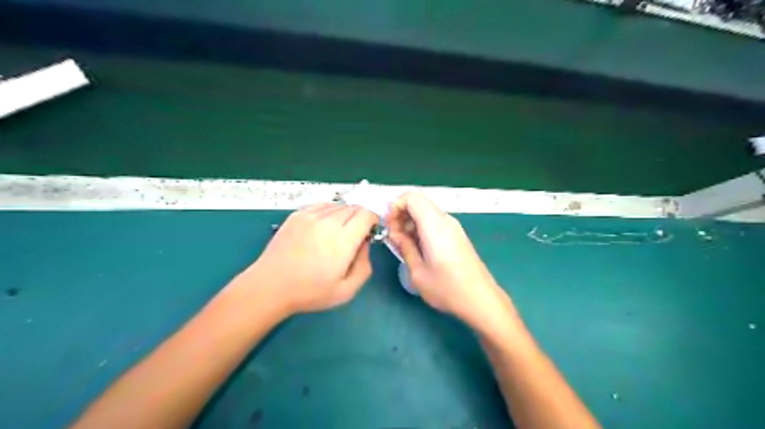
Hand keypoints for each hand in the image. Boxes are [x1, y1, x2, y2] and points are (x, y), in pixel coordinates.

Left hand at [240, 203, 376, 313]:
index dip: (373, 220)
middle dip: (360, 217)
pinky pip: (321, 205)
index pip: (367, 214)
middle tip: (355, 234)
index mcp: (344, 239)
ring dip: (345, 214)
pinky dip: (329, 211)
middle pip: (354, 207)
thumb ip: (364, 266)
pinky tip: (324, 225)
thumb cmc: (310, 292)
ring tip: (338, 231)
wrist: (271, 286)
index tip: (370, 232)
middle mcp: (329, 221)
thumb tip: (365, 244)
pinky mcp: (297, 215)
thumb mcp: (347, 290)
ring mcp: (311, 216)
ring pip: (338, 205)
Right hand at [391, 193, 509, 329]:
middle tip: (394, 237)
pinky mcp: (457, 235)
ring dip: (411, 221)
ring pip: (426, 211)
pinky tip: (418, 247)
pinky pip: (435, 221)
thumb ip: (405, 247)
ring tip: (403, 244)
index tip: (389, 225)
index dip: (396, 206)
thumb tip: (395, 233)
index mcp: (434, 226)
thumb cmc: (447, 289)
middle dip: (401, 214)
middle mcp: (445, 220)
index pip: (412, 197)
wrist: (481, 300)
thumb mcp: (418, 272)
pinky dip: (421, 227)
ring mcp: (453, 227)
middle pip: (419, 201)